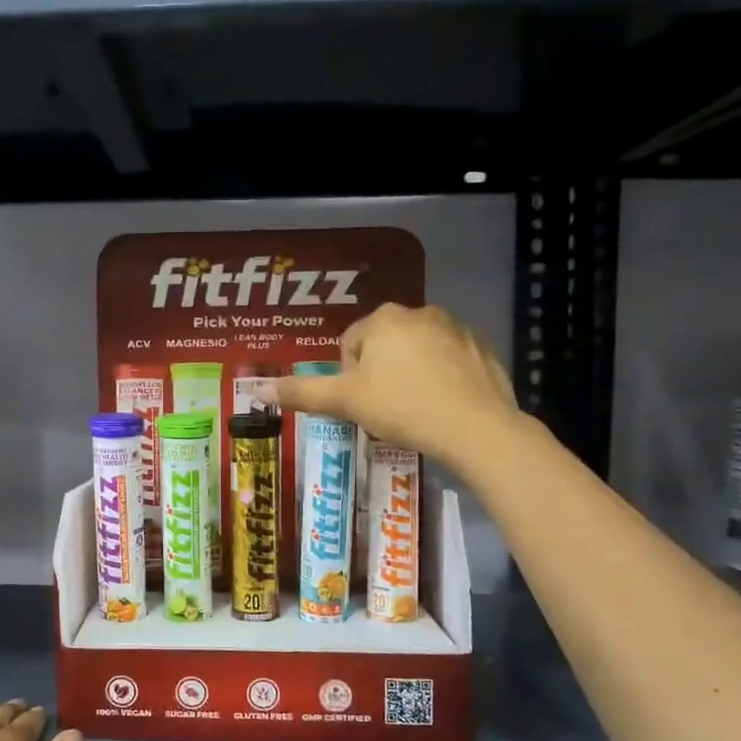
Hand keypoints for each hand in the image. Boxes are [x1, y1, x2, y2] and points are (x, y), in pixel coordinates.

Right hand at [264, 303, 515, 459]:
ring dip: (410, 374)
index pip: (350, 345)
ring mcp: (456, 328)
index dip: (349, 378)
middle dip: (380, 374)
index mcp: (383, 319)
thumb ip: (302, 392)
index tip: (362, 404)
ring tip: (414, 410)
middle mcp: (420, 312)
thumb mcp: (345, 402)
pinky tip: (443, 406)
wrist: (476, 428)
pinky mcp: (482, 348)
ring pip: (417, 351)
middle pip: (383, 345)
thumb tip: (258, 388)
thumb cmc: (402, 408)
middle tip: (385, 409)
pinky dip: (442, 378)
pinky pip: (449, 361)